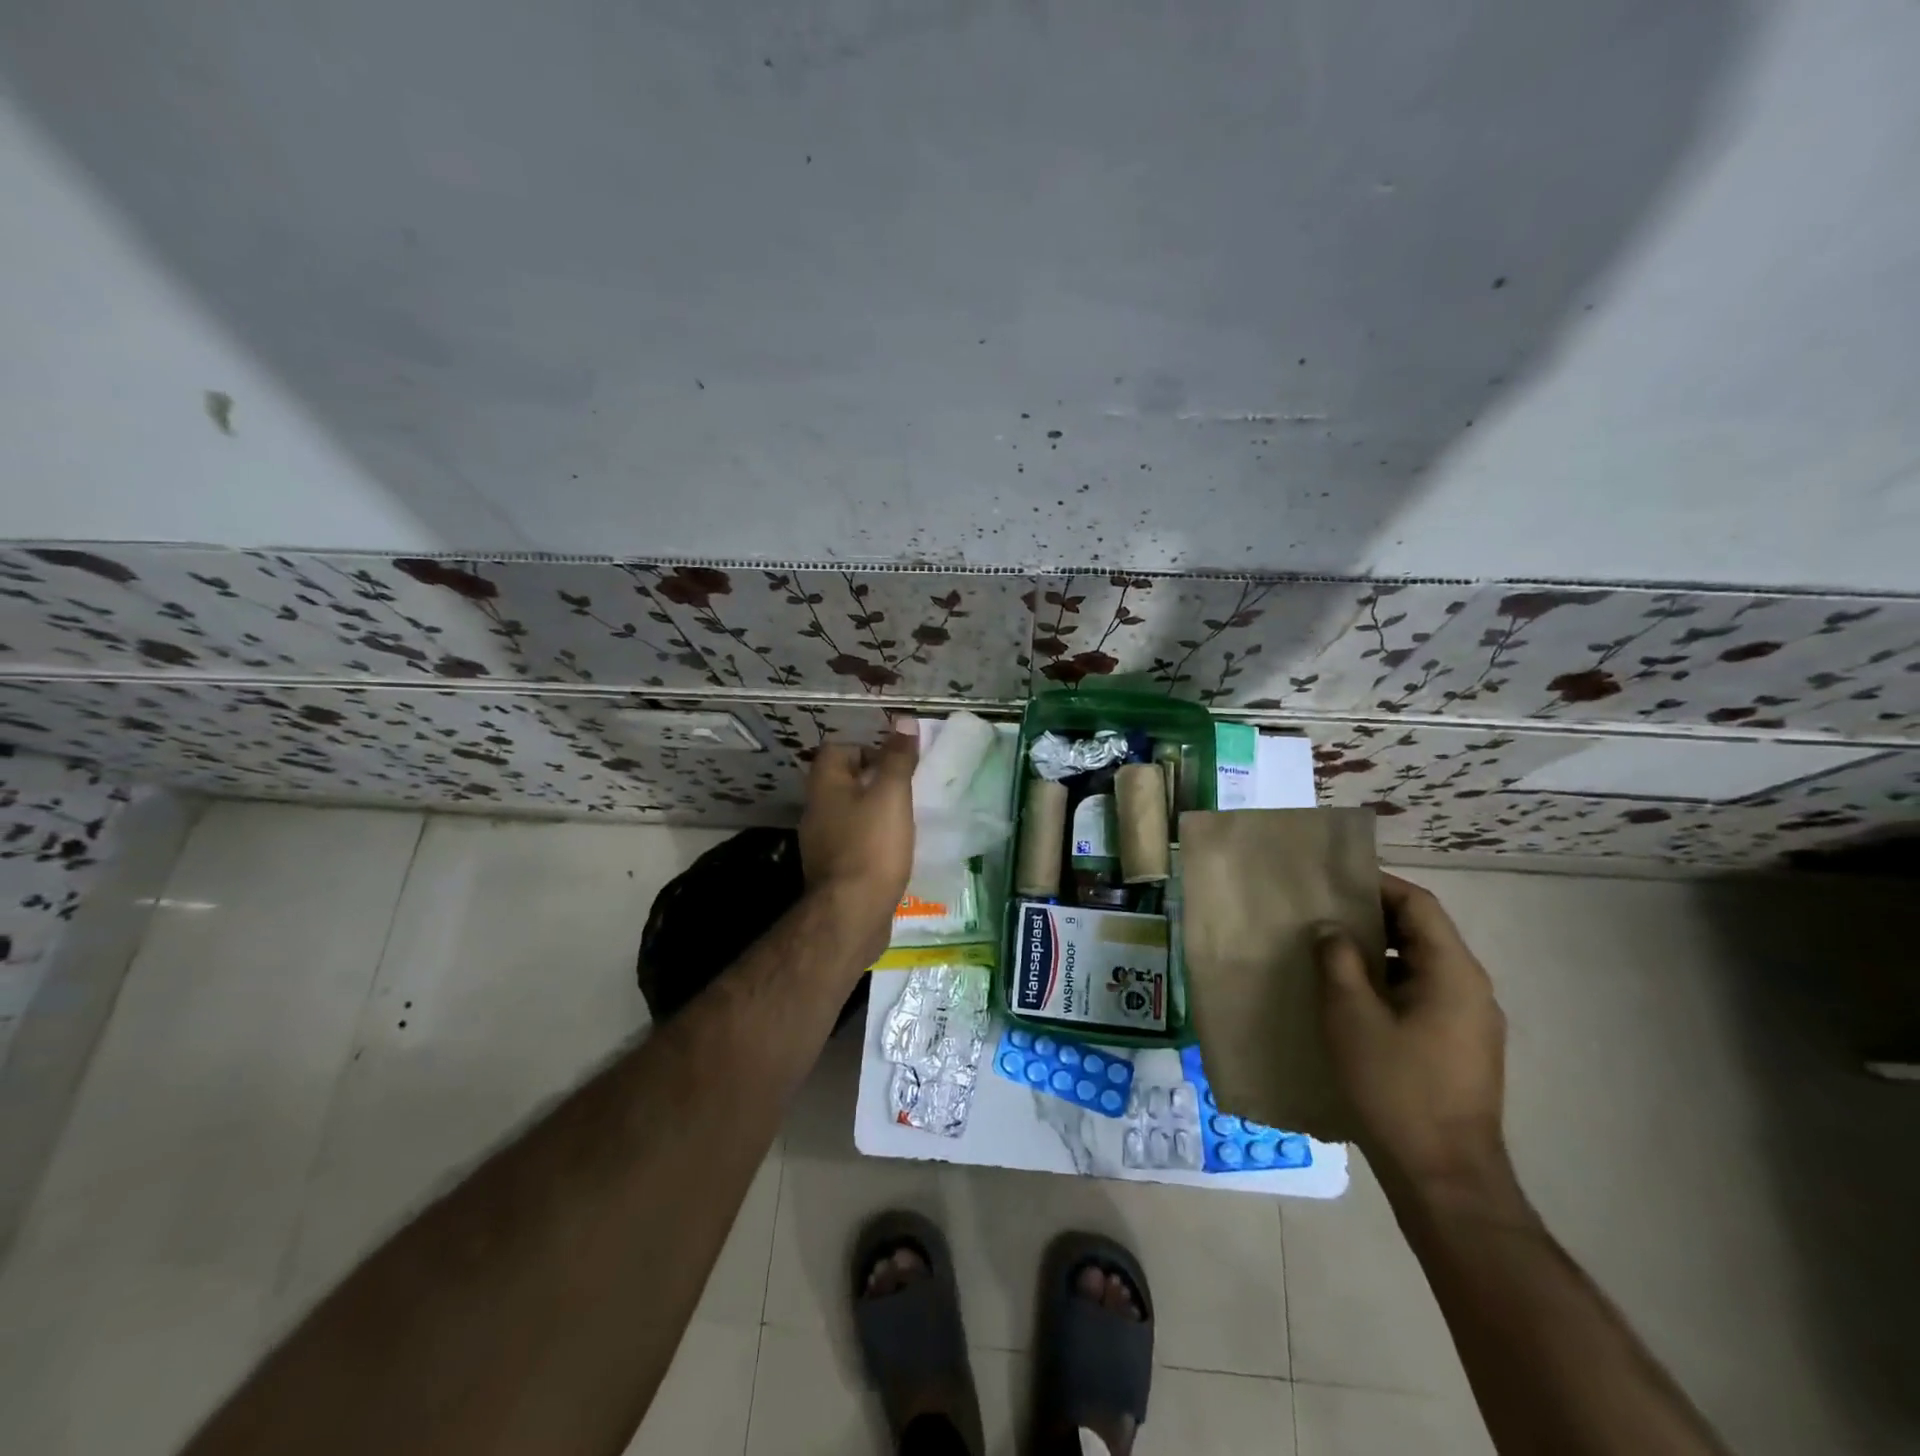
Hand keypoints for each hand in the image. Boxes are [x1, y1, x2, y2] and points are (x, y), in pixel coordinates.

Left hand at [798, 717, 917, 965]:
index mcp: (824, 786)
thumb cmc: (872, 846)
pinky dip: (872, 840)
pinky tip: (894, 850)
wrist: (852, 914)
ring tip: (905, 818)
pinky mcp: (833, 870)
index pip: (838, 749)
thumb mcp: (891, 795)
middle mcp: (816, 810)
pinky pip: (853, 842)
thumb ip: (897, 758)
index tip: (896, 762)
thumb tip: (903, 722)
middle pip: (843, 781)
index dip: (867, 748)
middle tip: (906, 788)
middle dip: (874, 781)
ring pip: (849, 813)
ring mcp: (821, 843)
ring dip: (874, 812)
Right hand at [1317, 874, 1512, 1205]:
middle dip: (1371, 919)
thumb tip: (1331, 929)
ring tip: (1328, 955)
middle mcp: (1472, 989)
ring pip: (1421, 966)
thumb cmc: (1395, 1087)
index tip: (1332, 881)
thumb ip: (1337, 961)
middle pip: (1422, 933)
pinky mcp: (1461, 1048)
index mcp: (1453, 972)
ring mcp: (1471, 1022)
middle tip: (1321, 915)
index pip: (1418, 905)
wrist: (1445, 1177)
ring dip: (1377, 954)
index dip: (1377, 885)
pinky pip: (1424, 995)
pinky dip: (1388, 984)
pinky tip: (1352, 1001)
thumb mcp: (1350, 1016)